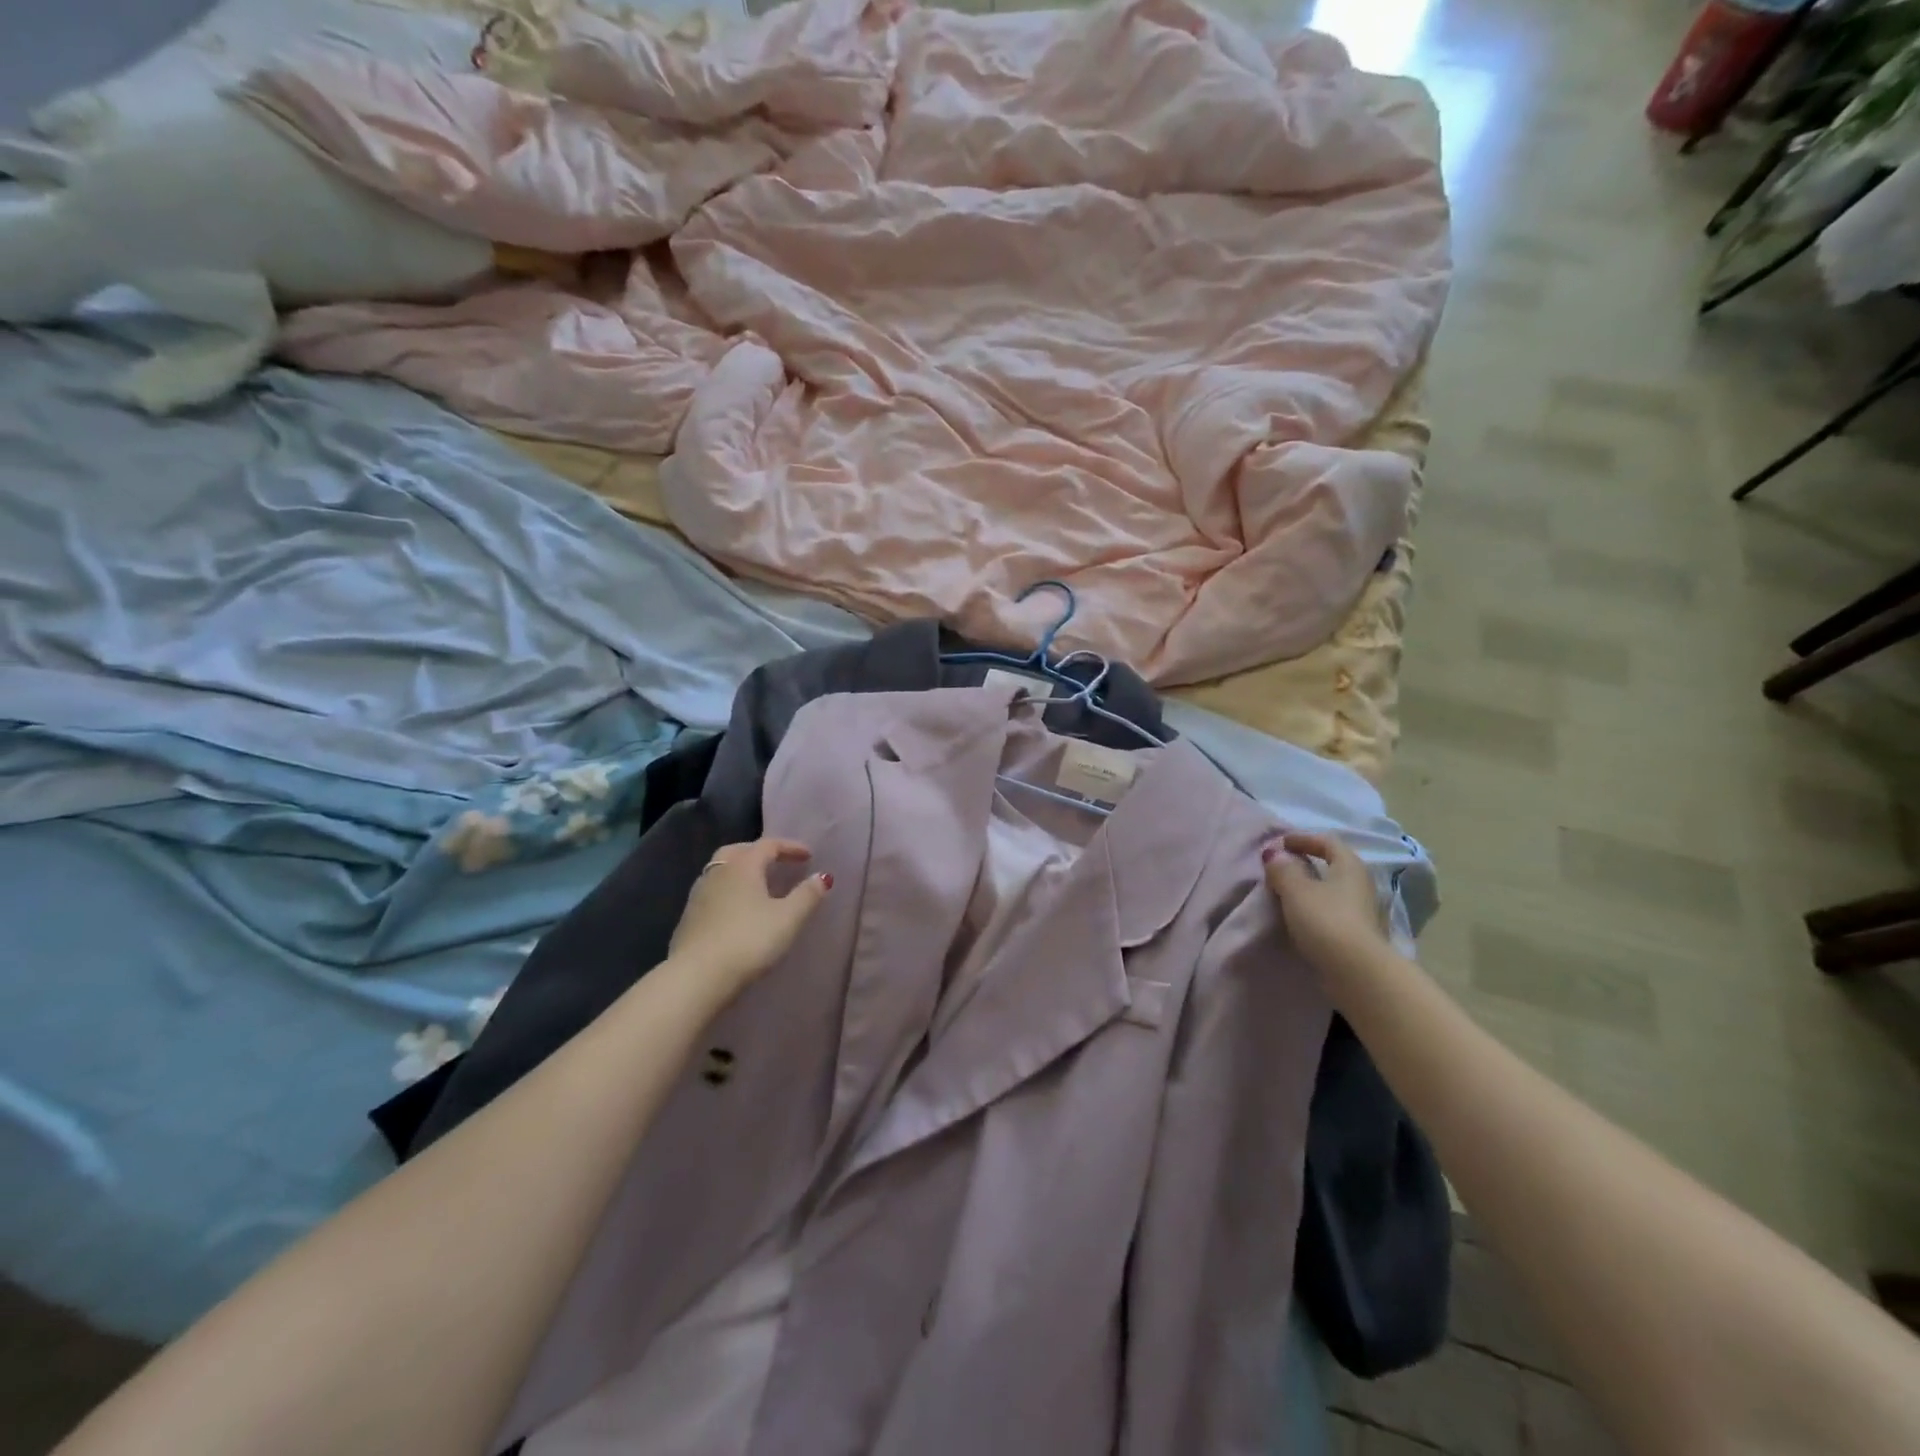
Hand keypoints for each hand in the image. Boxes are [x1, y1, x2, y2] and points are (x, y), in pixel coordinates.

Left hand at [666, 838, 831, 1003]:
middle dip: (761, 853)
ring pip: (722, 872)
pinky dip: (729, 892)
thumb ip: (807, 895)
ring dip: (742, 872)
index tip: (809, 856)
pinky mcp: (688, 918)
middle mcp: (717, 873)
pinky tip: (738, 911)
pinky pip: (713, 893)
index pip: (768, 845)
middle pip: (739, 851)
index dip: (790, 847)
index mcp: (742, 866)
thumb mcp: (788, 919)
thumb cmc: (748, 941)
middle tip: (778, 862)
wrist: (697, 977)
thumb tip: (822, 877)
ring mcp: (698, 895)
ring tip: (759, 887)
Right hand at [1262, 831, 1389, 977]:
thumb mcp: (1296, 890)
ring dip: (1310, 885)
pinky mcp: (1358, 933)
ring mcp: (1363, 910)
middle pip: (1333, 864)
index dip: (1302, 839)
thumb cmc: (1326, 920)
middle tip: (1281, 866)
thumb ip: (1282, 869)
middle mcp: (1361, 884)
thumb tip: (1274, 853)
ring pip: (1333, 888)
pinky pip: (1333, 909)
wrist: (1357, 971)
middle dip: (1306, 862)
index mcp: (1349, 866)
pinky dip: (1315, 905)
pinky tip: (1300, 915)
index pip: (1327, 841)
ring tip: (1286, 891)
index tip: (1279, 843)